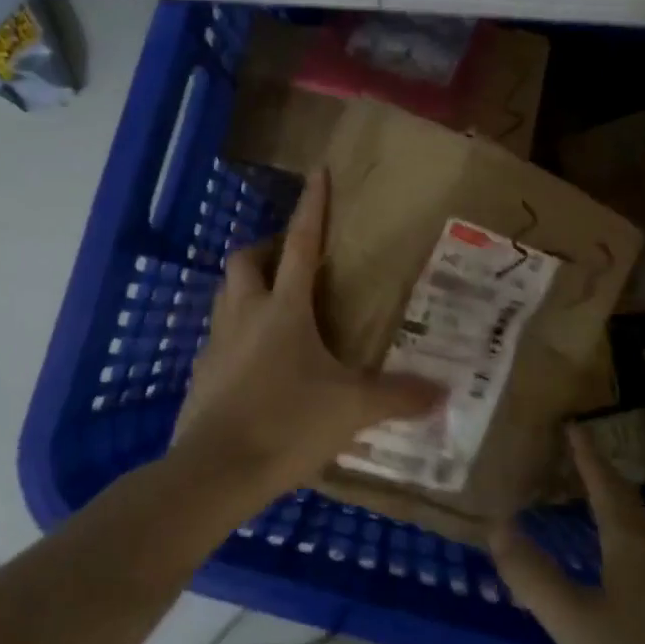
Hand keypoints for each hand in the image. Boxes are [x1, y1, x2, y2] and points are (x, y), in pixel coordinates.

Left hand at [172, 169, 442, 497]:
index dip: (312, 206)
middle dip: (266, 249)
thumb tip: (443, 392)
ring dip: (248, 289)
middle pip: (246, 260)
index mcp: (284, 308)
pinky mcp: (201, 373)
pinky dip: (237, 334)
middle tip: (290, 262)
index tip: (317, 172)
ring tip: (275, 308)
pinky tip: (256, 362)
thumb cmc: (287, 423)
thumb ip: (398, 396)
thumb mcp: (352, 409)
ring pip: (227, 295)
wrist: (215, 472)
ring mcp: (216, 342)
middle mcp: (245, 313)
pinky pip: (218, 336)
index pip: (302, 243)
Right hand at [489, 426, 644, 643]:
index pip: (608, 486)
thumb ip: (534, 576)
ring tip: (596, 504)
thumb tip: (497, 526)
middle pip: (631, 506)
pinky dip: (630, 545)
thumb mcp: (574, 626)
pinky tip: (621, 571)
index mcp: (635, 548)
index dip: (588, 456)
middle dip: (605, 478)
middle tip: (579, 458)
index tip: (574, 425)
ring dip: (620, 511)